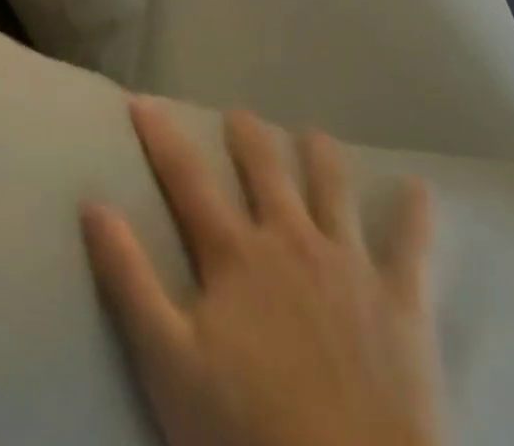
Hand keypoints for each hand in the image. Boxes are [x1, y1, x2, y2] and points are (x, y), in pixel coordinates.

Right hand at [82, 100, 444, 445]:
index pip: (186, 177)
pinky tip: (421, 189)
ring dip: (320, 156)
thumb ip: (129, 279)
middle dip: (249, 135)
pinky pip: (412, 246)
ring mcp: (349, 264)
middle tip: (239, 115)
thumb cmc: (248, 433)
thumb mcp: (168, 362)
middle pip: (265, 168)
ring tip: (313, 135)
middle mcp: (290, 239)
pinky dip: (415, 214)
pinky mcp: (401, 301)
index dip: (160, 135)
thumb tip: (93, 203)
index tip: (141, 100)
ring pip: (333, 187)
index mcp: (234, 253)